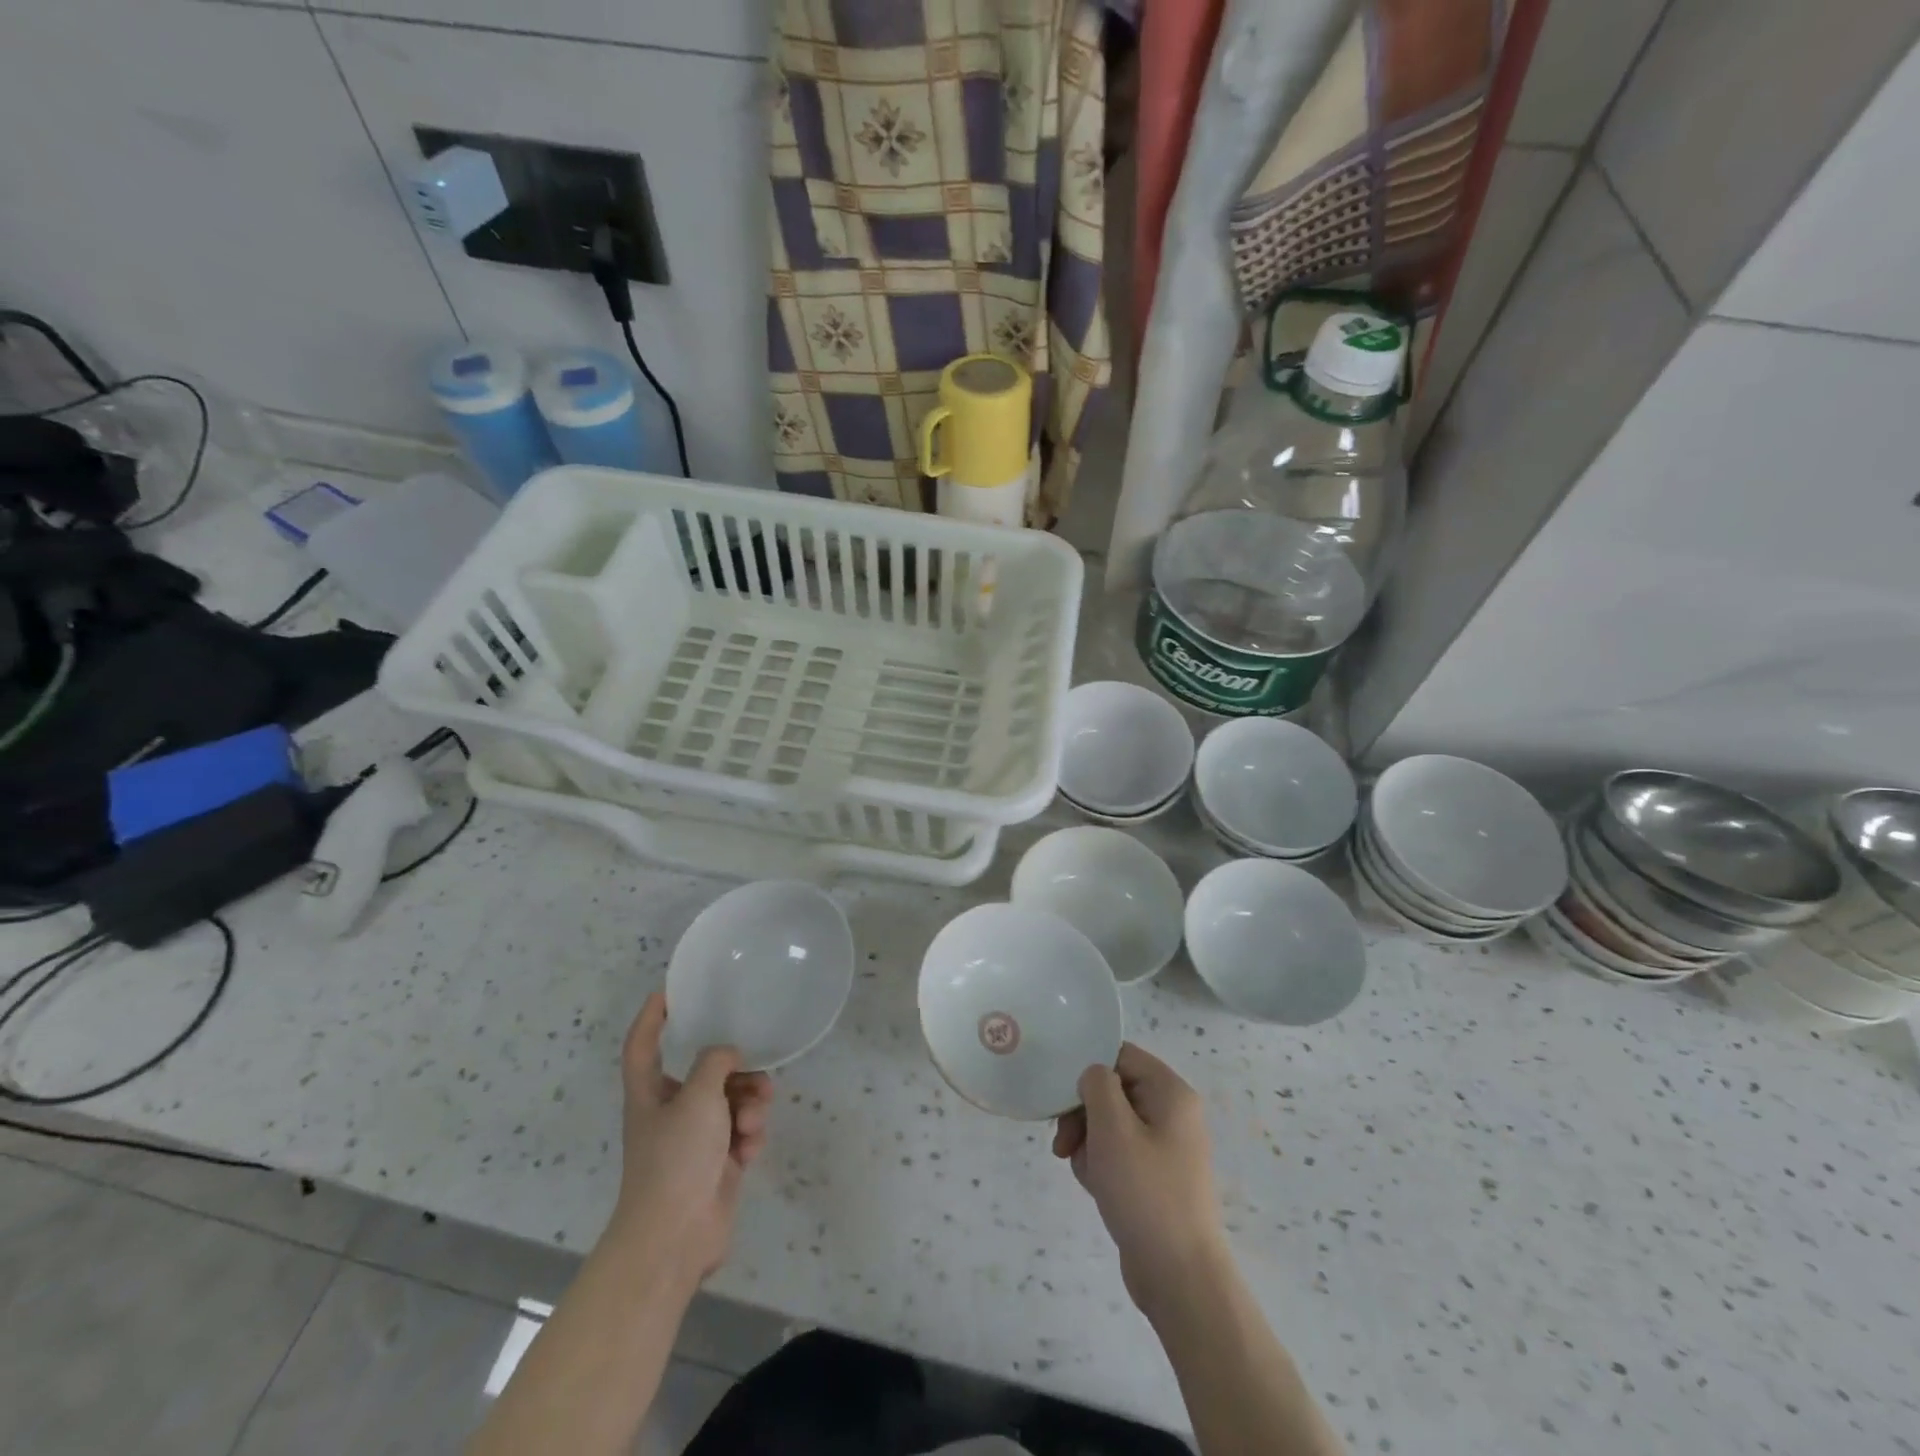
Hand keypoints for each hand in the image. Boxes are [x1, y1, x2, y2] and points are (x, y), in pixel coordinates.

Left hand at [611, 992, 773, 1283]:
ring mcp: (696, 1138)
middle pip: (706, 1072)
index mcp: (650, 1092)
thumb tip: (728, 1054)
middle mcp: (672, 1110)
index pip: (643, 1045)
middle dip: (736, 1070)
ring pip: (733, 1100)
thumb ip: (716, 1062)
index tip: (669, 992)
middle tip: (757, 1071)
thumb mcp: (698, 1097)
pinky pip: (742, 1130)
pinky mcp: (719, 1162)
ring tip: (754, 1119)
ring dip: (750, 1103)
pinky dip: (750, 1134)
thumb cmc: (676, 1158)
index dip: (651, 1018)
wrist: (675, 1237)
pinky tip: (749, 1148)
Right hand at [1053, 1042, 1228, 1317]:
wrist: (1180, 1278)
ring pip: (1111, 1123)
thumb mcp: (1112, 1128)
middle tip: (1063, 1144)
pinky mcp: (1157, 1177)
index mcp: (1171, 1092)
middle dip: (1083, 1114)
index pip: (1120, 1055)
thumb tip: (1092, 1076)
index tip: (1062, 1099)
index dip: (1088, 1071)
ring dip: (1089, 1142)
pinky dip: (1102, 1164)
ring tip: (1084, 1172)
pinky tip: (1096, 1188)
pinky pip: (1120, 1153)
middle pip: (1113, 1090)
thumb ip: (1097, 1085)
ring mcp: (1167, 1147)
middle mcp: (1173, 1113)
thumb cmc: (1145, 1193)